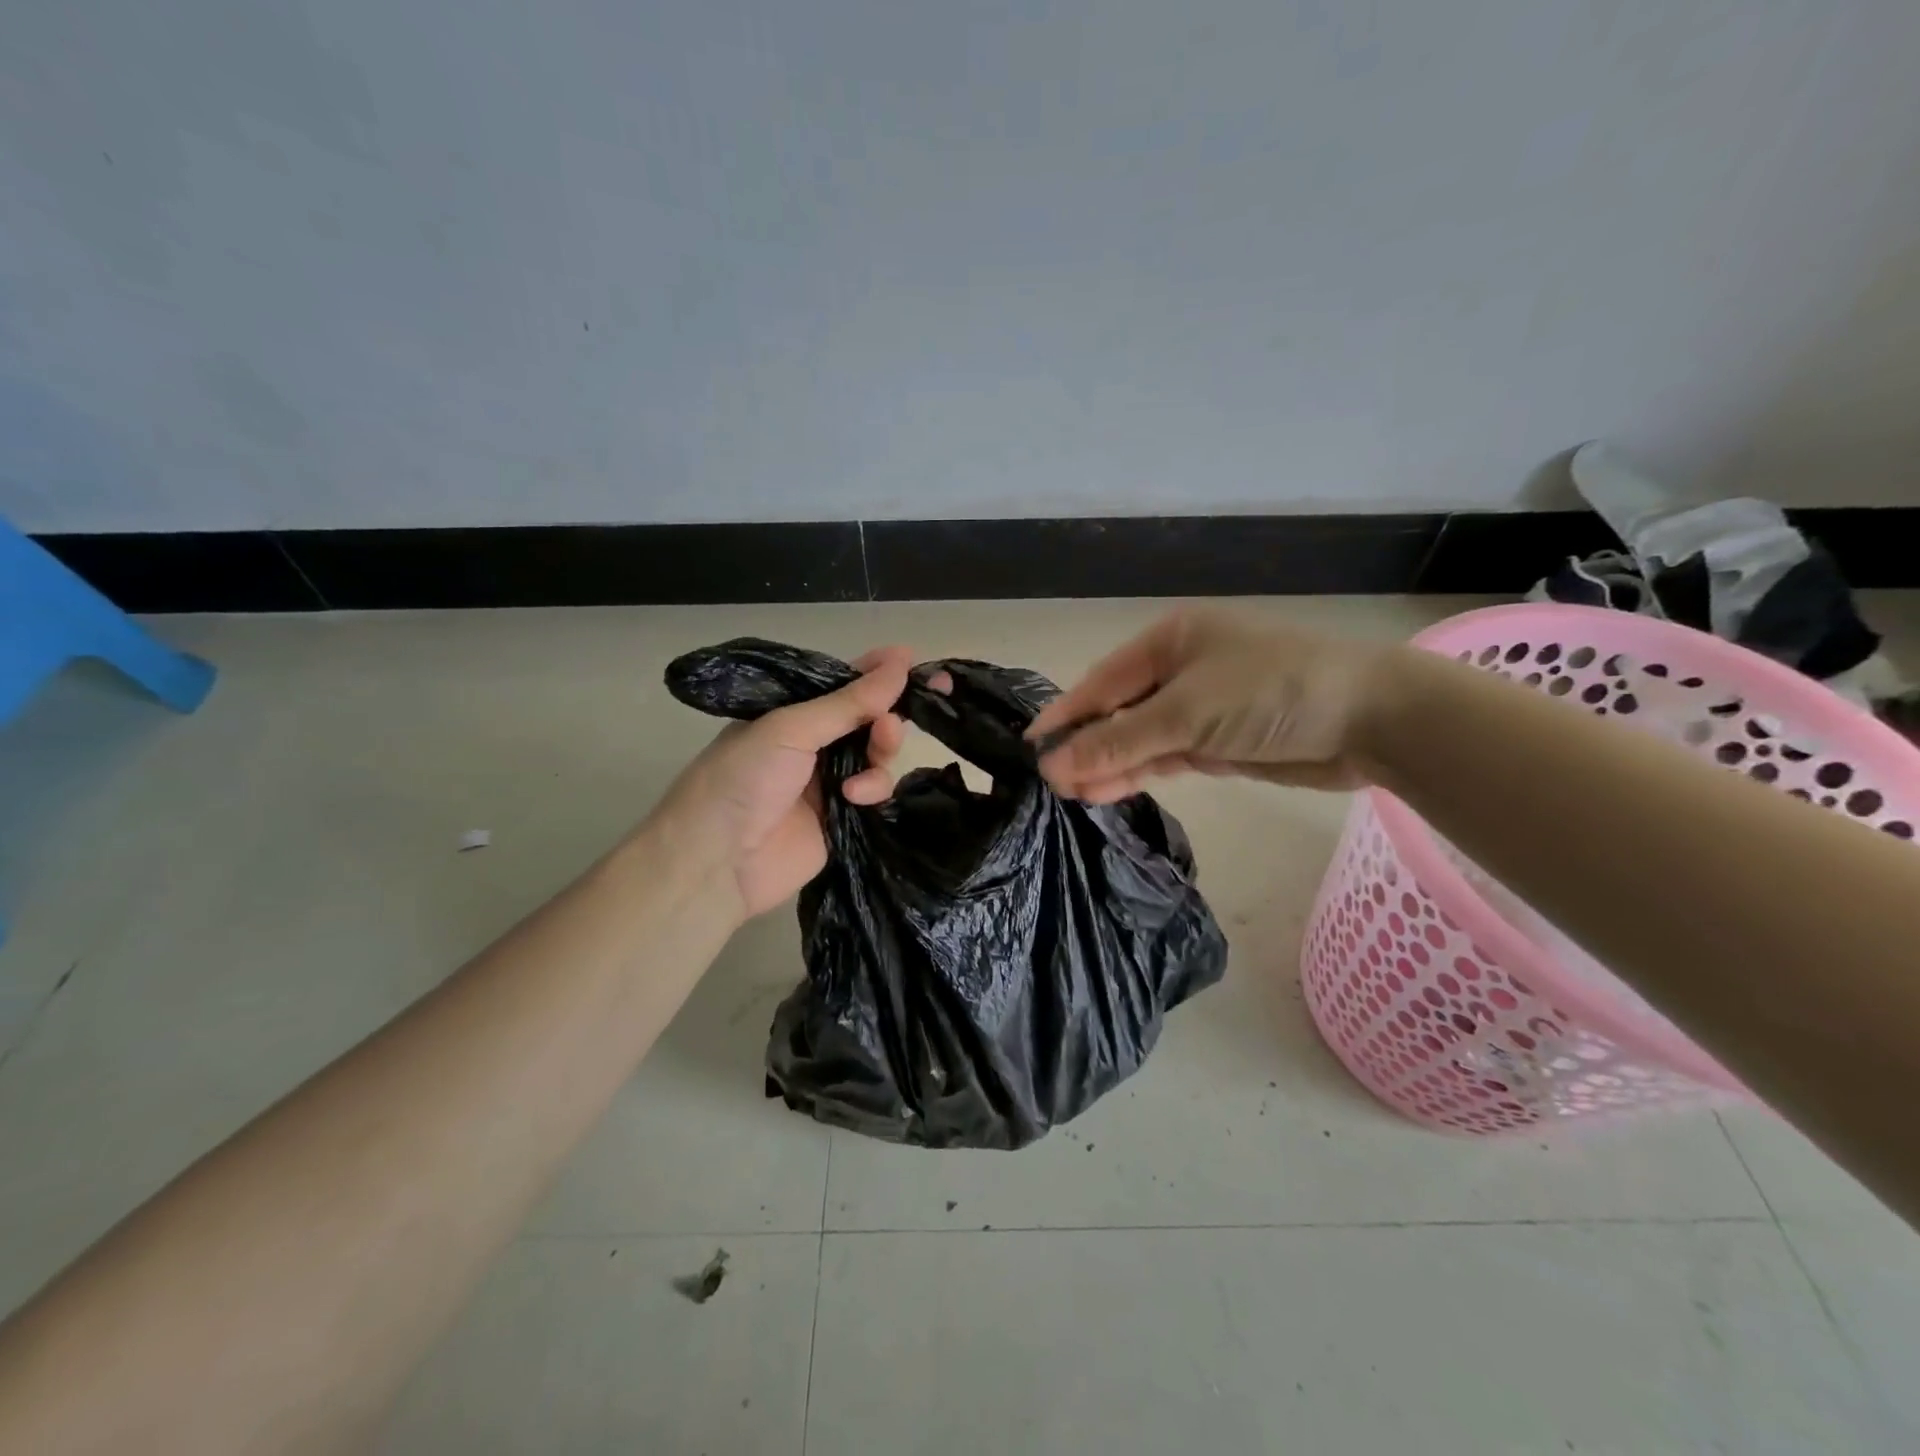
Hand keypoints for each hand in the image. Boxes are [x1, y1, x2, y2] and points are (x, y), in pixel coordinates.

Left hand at [652, 647, 913, 919]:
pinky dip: (872, 789)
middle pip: (866, 719)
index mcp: (791, 713)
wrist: (718, 862)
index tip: (911, 661)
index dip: (875, 672)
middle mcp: (812, 743)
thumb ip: (849, 702)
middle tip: (898, 715)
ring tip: (878, 749)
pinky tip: (854, 796)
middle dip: (885, 713)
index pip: (840, 684)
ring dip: (882, 749)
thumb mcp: (791, 729)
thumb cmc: (743, 779)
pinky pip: (875, 792)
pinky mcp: (844, 818)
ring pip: (876, 755)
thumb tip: (901, 660)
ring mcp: (828, 782)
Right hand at [1026, 608, 1398, 802]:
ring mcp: (1199, 708)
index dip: (1066, 714)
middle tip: (1050, 783)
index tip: (1029, 745)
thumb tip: (1054, 766)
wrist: (1371, 719)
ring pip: (1139, 738)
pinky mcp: (1216, 741)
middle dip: (1087, 745)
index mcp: (1169, 641)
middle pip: (1118, 710)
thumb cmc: (1271, 691)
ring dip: (1109, 765)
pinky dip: (1138, 773)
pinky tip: (1107, 792)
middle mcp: (1179, 669)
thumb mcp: (1186, 713)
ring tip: (1072, 795)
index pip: (1102, 681)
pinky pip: (1164, 756)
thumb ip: (1119, 741)